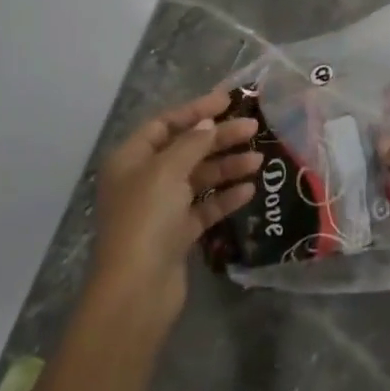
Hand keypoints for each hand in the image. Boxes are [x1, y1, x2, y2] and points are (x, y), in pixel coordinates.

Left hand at [87, 89, 260, 335]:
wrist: (137, 290)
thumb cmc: (147, 219)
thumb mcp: (168, 170)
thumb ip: (192, 142)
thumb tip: (208, 123)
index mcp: (131, 159)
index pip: (165, 124)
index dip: (196, 110)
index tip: (229, 100)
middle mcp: (143, 180)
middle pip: (186, 150)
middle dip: (219, 138)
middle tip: (253, 128)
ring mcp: (160, 209)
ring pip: (198, 178)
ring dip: (227, 167)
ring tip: (258, 161)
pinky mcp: (176, 234)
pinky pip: (204, 207)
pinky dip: (224, 197)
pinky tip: (248, 191)